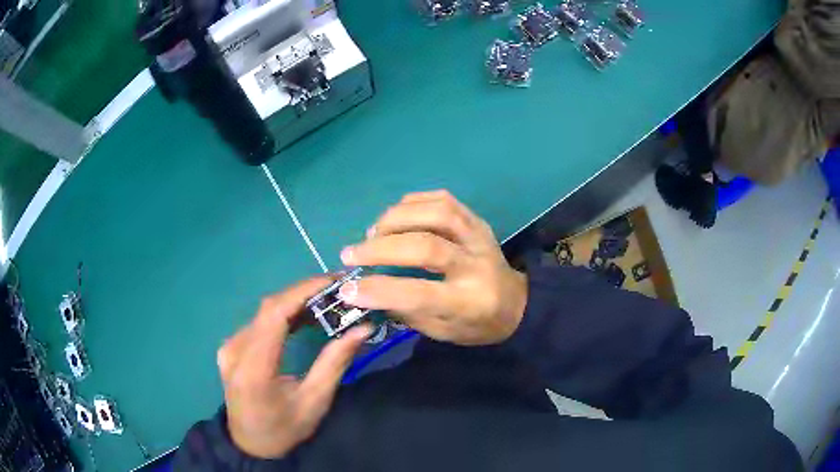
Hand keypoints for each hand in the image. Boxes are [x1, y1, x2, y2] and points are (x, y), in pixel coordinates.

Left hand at [217, 278, 371, 458]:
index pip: (274, 315)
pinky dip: (282, 314)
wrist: (250, 444)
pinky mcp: (230, 348)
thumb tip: (362, 328)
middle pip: (268, 309)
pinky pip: (258, 323)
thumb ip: (335, 362)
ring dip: (294, 303)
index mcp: (253, 368)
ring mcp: (228, 347)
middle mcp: (234, 350)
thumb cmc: (285, 428)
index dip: (302, 291)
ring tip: (326, 301)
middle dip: (303, 293)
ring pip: (263, 313)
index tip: (332, 281)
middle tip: (337, 290)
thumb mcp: (315, 401)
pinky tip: (302, 317)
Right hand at [338, 190, 527, 345]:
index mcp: (469, 302)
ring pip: (437, 213)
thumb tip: (366, 290)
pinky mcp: (477, 220)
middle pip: (427, 247)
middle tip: (351, 254)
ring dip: (396, 219)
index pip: (420, 293)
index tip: (347, 289)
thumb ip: (407, 311)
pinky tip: (396, 215)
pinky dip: (413, 202)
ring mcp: (479, 237)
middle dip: (381, 248)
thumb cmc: (477, 325)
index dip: (379, 290)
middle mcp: (476, 265)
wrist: (517, 304)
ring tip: (373, 233)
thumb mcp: (442, 332)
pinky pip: (444, 199)